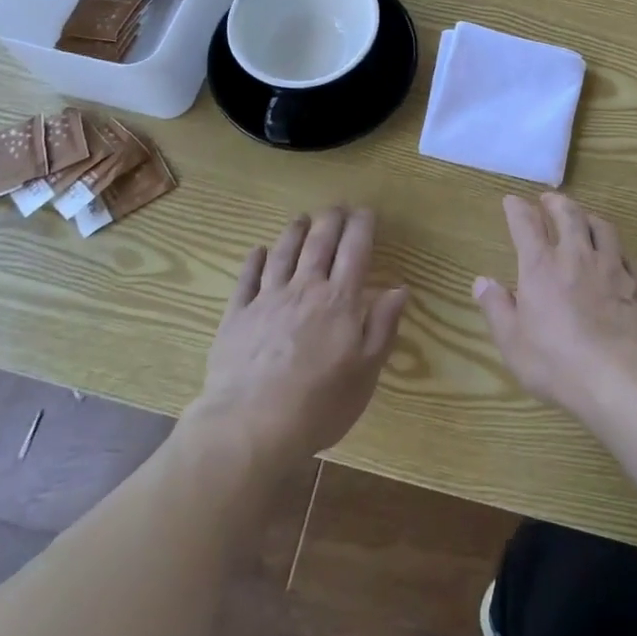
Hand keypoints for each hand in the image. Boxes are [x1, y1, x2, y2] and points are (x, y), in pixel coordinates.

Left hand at [193, 207, 408, 465]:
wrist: (250, 428)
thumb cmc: (318, 405)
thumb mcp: (365, 373)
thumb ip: (382, 327)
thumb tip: (399, 289)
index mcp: (340, 301)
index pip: (355, 249)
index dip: (362, 225)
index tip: (366, 212)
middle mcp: (305, 289)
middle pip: (319, 242)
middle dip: (331, 219)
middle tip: (337, 208)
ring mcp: (267, 299)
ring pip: (283, 253)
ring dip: (295, 231)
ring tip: (302, 218)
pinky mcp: (237, 316)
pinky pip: (247, 279)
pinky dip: (254, 260)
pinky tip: (258, 251)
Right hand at [474, 193, 636, 421]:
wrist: (619, 378)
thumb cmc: (556, 363)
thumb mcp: (513, 342)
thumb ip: (497, 308)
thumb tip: (482, 282)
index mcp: (541, 267)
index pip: (526, 225)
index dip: (517, 209)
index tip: (511, 201)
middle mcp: (576, 256)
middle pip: (568, 214)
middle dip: (556, 202)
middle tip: (549, 199)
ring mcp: (611, 267)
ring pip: (601, 227)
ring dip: (588, 216)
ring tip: (584, 216)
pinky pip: (626, 253)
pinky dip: (616, 246)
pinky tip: (616, 252)